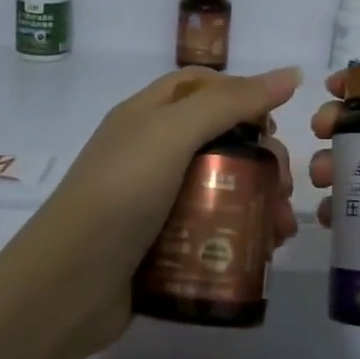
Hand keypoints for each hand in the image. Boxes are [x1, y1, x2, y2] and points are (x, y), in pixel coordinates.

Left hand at [0, 66, 301, 358]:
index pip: (200, 86)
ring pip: (219, 188)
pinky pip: (210, 229)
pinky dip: (239, 235)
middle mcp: (150, 153)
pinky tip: (263, 252)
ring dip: (258, 201)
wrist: (68, 285)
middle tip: (284, 186)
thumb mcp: (172, 134)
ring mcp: (154, 202)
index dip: (241, 95)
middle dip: (259, 158)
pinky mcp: (161, 245)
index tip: (273, 125)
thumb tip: (292, 73)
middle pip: (217, 140)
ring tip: (281, 229)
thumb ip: (230, 102)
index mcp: (146, 116)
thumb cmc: (121, 194)